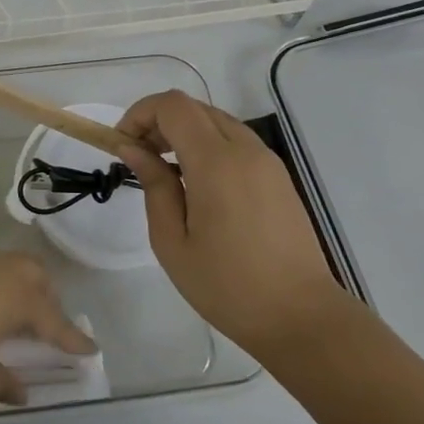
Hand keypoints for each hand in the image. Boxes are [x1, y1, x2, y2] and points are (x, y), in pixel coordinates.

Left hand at [0, 250, 95, 415]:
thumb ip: (2, 383)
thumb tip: (21, 387)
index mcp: (11, 297)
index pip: (53, 318)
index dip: (72, 337)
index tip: (89, 350)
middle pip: (32, 275)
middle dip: (46, 300)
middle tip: (46, 331)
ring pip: (4, 266)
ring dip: (17, 288)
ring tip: (11, 320)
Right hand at [115, 90, 346, 354]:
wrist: (301, 317)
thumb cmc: (227, 286)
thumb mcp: (172, 241)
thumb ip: (154, 186)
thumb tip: (133, 148)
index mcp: (216, 162)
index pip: (173, 106)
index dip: (140, 114)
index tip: (122, 145)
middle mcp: (245, 150)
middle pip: (194, 107)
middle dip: (158, 121)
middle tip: (138, 158)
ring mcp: (267, 161)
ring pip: (216, 121)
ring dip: (183, 132)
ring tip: (164, 171)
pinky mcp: (278, 177)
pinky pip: (236, 142)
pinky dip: (207, 146)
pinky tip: (196, 184)